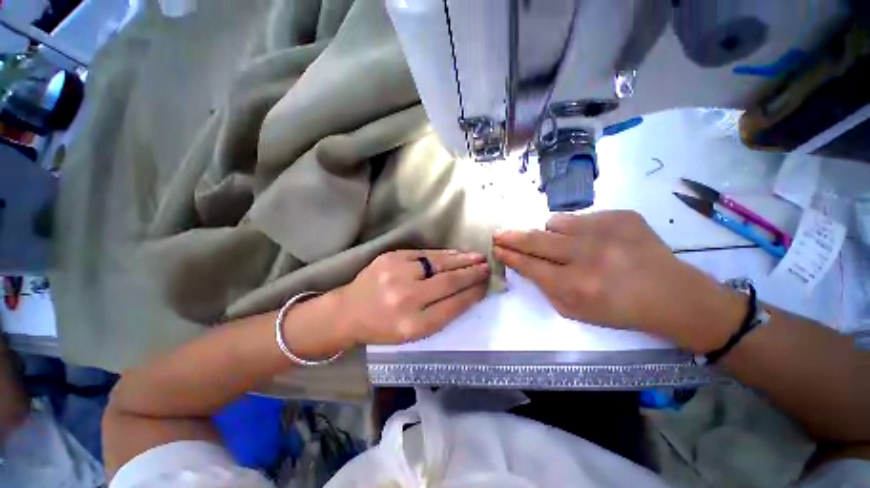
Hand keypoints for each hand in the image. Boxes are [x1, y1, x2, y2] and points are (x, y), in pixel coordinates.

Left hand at [337, 250, 489, 345]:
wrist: (348, 311)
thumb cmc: (383, 327)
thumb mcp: (412, 333)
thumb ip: (440, 314)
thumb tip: (467, 293)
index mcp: (412, 325)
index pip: (453, 306)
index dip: (472, 294)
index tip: (485, 286)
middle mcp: (406, 298)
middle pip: (448, 282)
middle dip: (472, 274)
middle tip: (487, 267)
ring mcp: (397, 274)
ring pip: (438, 264)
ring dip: (461, 260)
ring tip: (477, 257)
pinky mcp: (391, 257)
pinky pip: (424, 253)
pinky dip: (443, 254)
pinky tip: (456, 253)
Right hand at [493, 211, 743, 350]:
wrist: (673, 295)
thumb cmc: (619, 310)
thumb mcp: (575, 311)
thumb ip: (545, 287)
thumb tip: (524, 264)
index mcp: (576, 286)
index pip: (529, 265)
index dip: (509, 255)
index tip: (496, 248)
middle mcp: (588, 255)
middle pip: (535, 239)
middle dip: (511, 237)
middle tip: (499, 234)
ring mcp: (606, 231)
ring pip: (555, 222)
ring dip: (551, 233)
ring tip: (565, 244)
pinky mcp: (621, 216)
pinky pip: (581, 217)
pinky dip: (578, 229)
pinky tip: (595, 241)